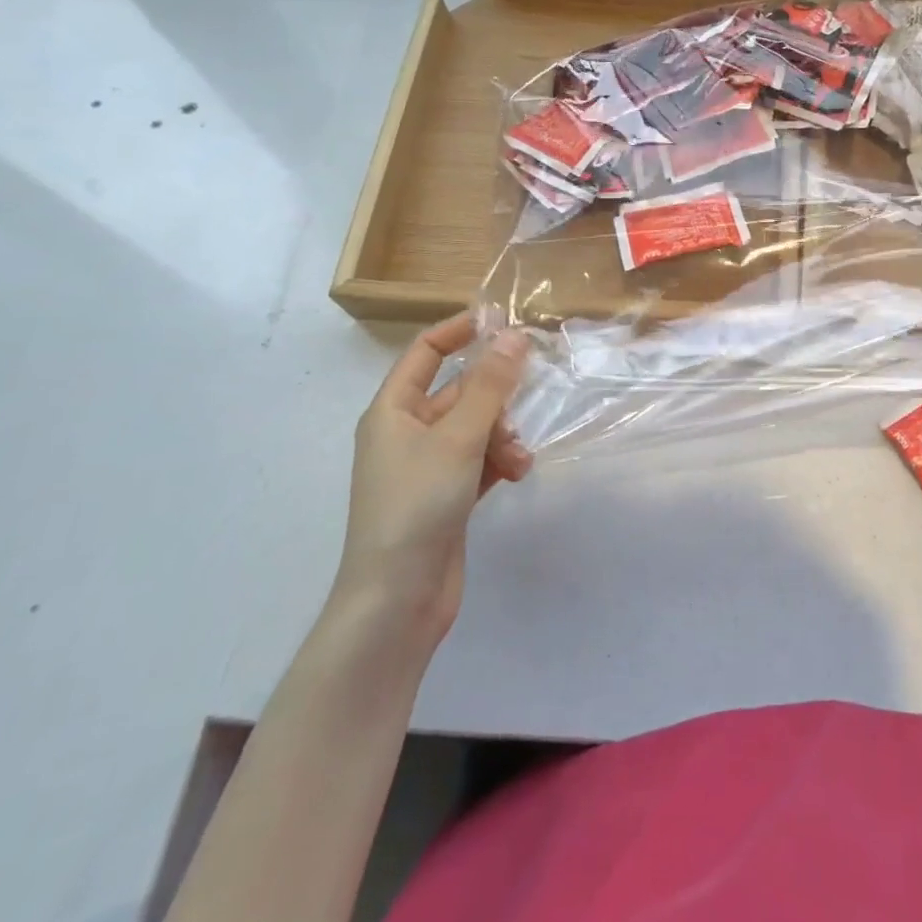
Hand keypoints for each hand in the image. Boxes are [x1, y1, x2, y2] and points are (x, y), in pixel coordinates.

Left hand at [335, 317, 531, 645]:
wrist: (396, 599)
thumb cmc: (417, 506)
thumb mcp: (458, 438)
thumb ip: (490, 386)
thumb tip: (514, 336)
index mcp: (393, 410)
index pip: (425, 352)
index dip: (461, 330)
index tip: (504, 321)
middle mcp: (407, 432)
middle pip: (459, 391)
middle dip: (495, 396)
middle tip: (528, 396)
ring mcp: (427, 466)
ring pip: (475, 427)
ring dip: (503, 435)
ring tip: (519, 458)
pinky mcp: (446, 495)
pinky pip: (479, 460)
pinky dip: (499, 462)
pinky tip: (517, 475)